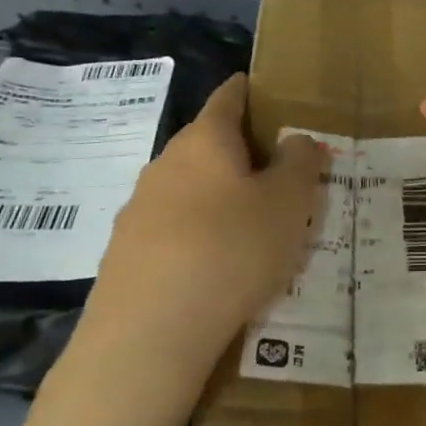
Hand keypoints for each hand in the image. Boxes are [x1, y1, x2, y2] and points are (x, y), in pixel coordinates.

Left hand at [73, 74, 326, 382]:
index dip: (251, 90)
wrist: (147, 335)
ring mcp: (139, 208)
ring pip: (190, 186)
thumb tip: (296, 140)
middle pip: (209, 143)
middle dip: (243, 151)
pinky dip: (198, 232)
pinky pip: (173, 226)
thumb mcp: (288, 203)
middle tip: (280, 173)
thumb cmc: (231, 250)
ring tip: (253, 224)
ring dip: (220, 195)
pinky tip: (216, 265)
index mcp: (206, 140)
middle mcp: (166, 163)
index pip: (229, 97)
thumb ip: (300, 163)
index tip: (270, 93)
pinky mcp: (126, 252)